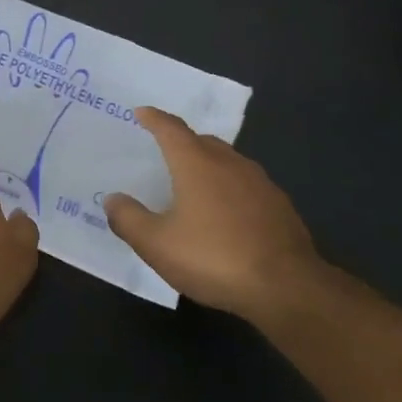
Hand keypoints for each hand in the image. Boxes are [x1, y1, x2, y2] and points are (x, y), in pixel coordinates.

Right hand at [104, 107, 319, 318]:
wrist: (288, 289)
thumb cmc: (214, 257)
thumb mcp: (156, 244)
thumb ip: (129, 219)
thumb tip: (113, 200)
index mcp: (196, 163)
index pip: (171, 129)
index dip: (154, 119)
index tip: (142, 113)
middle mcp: (230, 164)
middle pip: (202, 141)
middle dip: (182, 142)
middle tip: (165, 151)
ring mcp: (261, 184)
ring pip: (228, 162)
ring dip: (209, 165)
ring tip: (194, 183)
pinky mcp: (281, 208)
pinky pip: (247, 186)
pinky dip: (230, 189)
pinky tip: (226, 214)